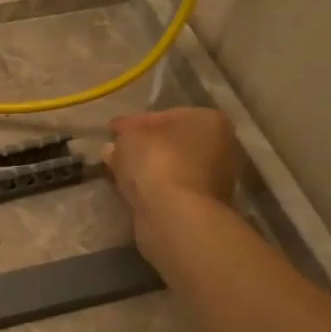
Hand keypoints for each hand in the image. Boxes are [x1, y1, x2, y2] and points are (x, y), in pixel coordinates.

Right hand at [102, 108, 240, 261]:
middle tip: (115, 150)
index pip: (162, 116)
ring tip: (118, 172)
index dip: (132, 122)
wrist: (176, 215)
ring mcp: (214, 179)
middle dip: (143, 146)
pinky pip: (170, 188)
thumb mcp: (129, 138)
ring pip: (170, 167)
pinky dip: (153, 187)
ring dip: (147, 168)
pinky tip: (132, 189)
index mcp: (208, 120)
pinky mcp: (202, 204)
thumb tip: (113, 148)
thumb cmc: (157, 162)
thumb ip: (121, 138)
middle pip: (170, 142)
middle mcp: (219, 146)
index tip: (111, 130)